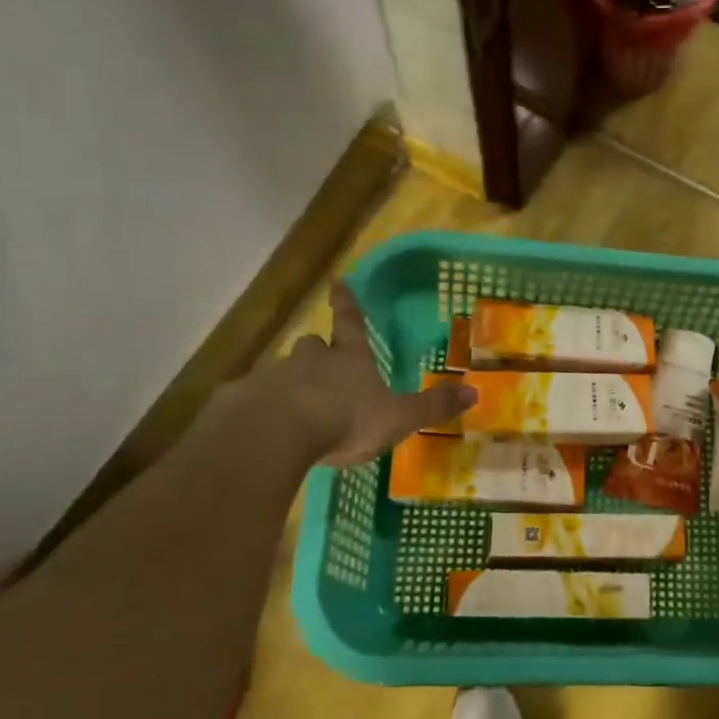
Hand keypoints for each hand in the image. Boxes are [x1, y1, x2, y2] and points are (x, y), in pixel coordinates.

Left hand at [246, 284, 475, 467]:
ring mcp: (274, 379)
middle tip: (322, 358)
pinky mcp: (244, 403)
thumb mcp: (400, 417)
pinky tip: (268, 429)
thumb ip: (433, 406)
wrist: (278, 435)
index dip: (347, 304)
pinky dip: (263, 409)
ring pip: (283, 372)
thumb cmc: (346, 419)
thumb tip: (475, 392)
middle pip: (312, 346)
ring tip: (298, 404)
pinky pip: (255, 400)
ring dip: (292, 381)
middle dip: (318, 350)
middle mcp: (310, 361)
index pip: (351, 323)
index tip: (339, 282)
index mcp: (349, 359)